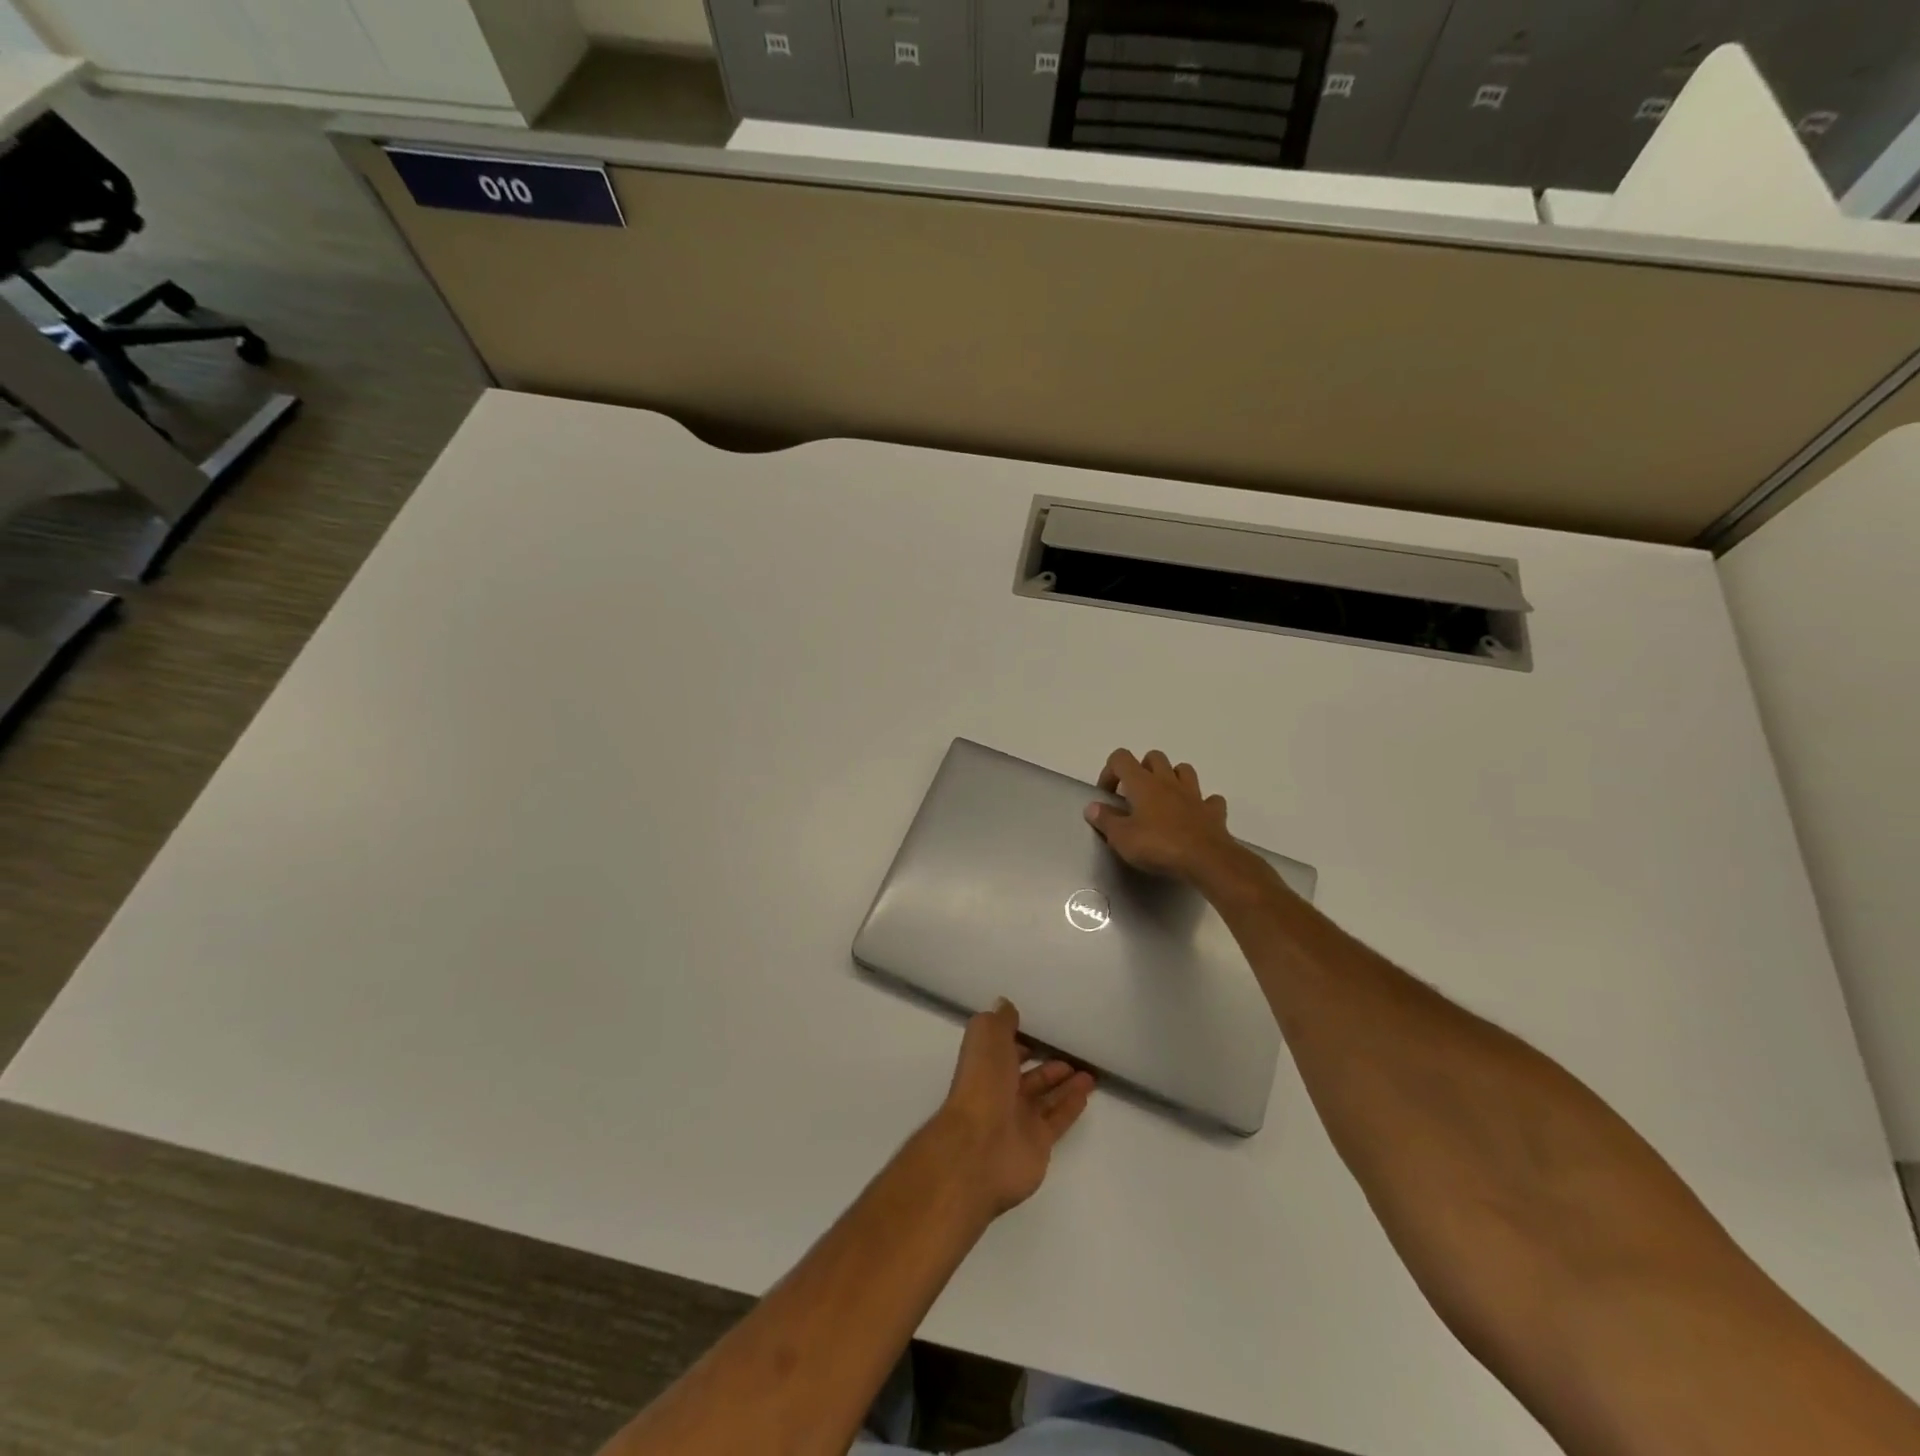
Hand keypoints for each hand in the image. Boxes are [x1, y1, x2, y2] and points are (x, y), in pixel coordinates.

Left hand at [931, 999, 1093, 1216]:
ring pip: (1047, 1097)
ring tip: (1089, 1071)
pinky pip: (1059, 1118)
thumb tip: (1005, 1005)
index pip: (1005, 1049)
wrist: (981, 1146)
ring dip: (1066, 1083)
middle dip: (1048, 1064)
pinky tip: (1087, 1092)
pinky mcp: (1039, 1142)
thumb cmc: (983, 1084)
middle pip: (1028, 1075)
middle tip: (1073, 1052)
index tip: (1041, 1028)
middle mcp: (1001, 1091)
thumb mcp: (987, 1037)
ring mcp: (1020, 1119)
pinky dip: (1072, 1105)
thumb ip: (999, 1021)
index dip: (1020, 1039)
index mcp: (986, 1065)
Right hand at [1085, 748, 1241, 882]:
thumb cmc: (1158, 846)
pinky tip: (1194, 816)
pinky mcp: (1213, 812)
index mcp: (1143, 783)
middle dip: (1142, 769)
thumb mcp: (1121, 838)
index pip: (1121, 758)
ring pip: (1184, 770)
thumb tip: (1092, 807)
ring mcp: (1194, 794)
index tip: (1107, 795)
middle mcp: (1168, 781)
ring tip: (1163, 800)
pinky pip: (1209, 799)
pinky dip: (1201, 804)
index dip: (1110, 771)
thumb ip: (1105, 820)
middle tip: (1134, 795)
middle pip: (1154, 757)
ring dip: (1172, 778)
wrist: (1206, 860)